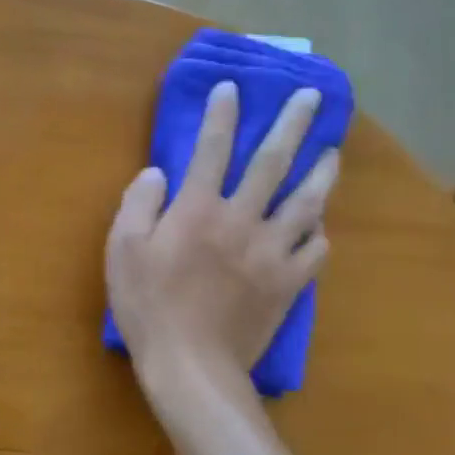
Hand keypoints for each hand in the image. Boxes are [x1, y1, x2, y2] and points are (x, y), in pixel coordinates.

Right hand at [106, 81, 337, 384]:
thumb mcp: (122, 251)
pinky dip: (318, 234)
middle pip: (272, 163)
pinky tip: (320, 227)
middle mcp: (242, 219)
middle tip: (312, 97)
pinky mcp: (288, 284)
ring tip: (333, 151)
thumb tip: (158, 173)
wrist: (191, 366)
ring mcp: (272, 252)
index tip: (233, 88)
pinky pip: (314, 251)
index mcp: (198, 209)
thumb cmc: (149, 307)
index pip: (213, 149)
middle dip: (293, 124)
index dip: (222, 115)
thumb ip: (138, 205)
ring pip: (306, 203)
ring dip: (321, 172)